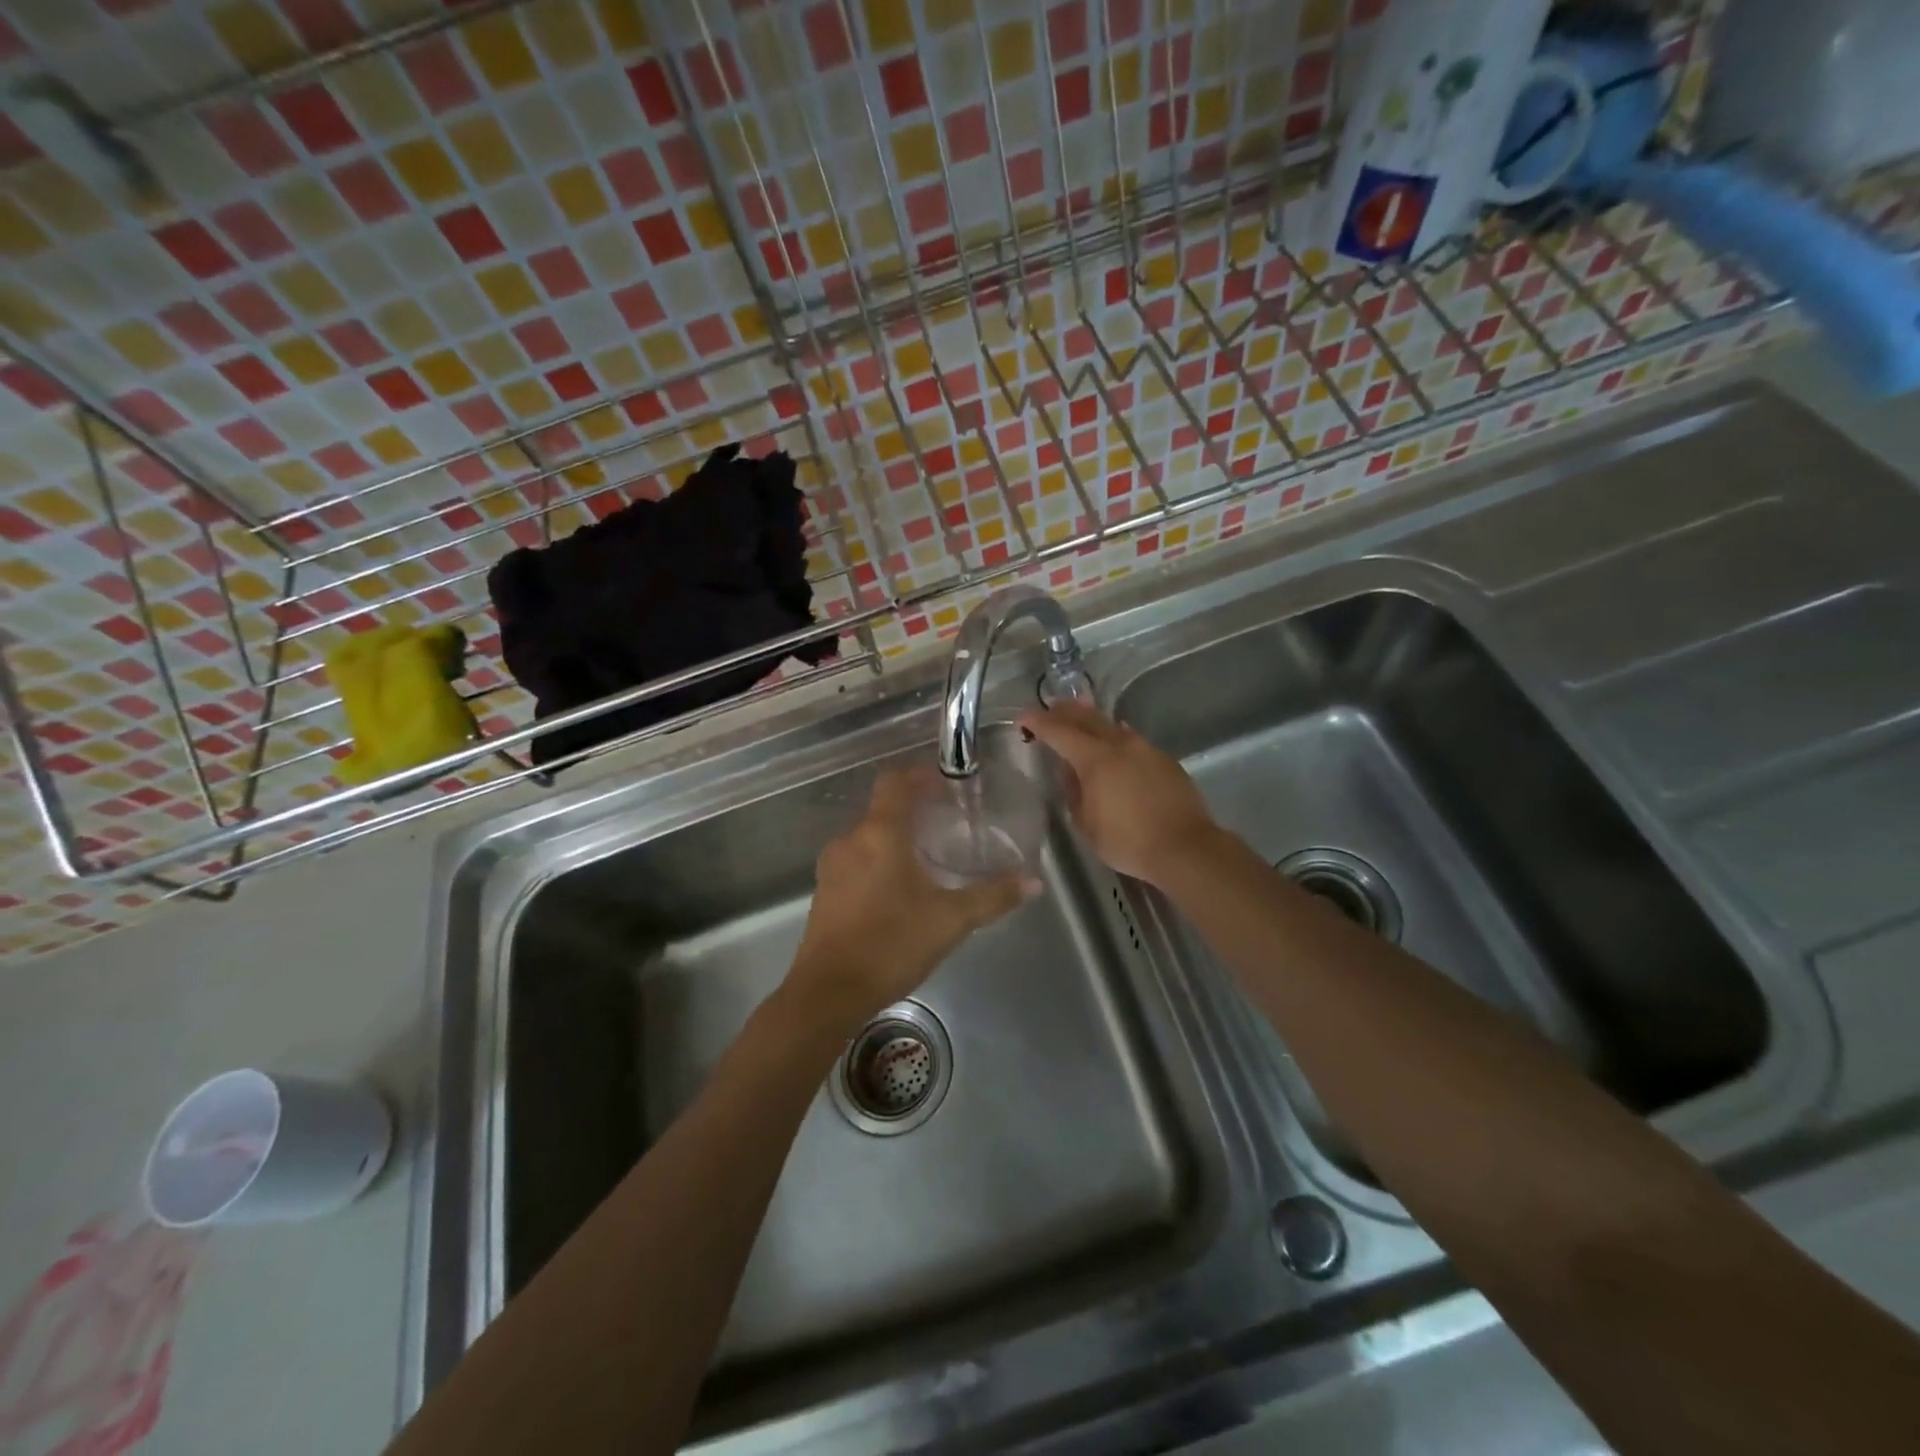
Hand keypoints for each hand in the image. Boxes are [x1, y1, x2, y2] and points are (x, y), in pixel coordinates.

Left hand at [785, 767, 1032, 1027]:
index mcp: (880, 833)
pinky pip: (856, 860)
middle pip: (882, 808)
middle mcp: (851, 839)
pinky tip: (899, 889)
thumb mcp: (951, 920)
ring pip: (868, 836)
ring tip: (927, 857)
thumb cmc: (892, 943)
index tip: (946, 783)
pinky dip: (878, 861)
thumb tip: (1033, 882)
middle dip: (913, 810)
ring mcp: (833, 866)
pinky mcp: (825, 891)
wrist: (829, 991)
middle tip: (947, 823)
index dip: (920, 775)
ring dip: (895, 838)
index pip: (895, 781)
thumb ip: (993, 896)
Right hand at [1018, 701, 1218, 886]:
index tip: (1023, 718)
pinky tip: (1114, 740)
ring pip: (1112, 726)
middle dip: (1065, 711)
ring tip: (1080, 714)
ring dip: (1092, 719)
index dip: (1038, 722)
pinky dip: (1115, 735)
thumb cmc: (1128, 841)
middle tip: (1050, 706)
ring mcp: (1146, 749)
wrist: (1185, 848)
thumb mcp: (1086, 823)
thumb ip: (1073, 792)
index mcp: (1095, 759)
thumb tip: (1070, 772)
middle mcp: (1120, 744)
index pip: (1059, 732)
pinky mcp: (1164, 760)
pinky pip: (1132, 740)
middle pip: (1087, 718)